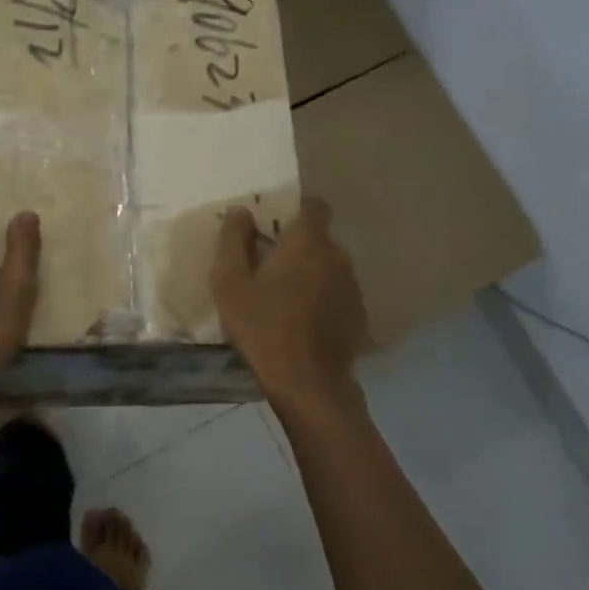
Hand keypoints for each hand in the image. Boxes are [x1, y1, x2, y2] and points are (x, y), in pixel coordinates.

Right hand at [211, 198, 367, 406]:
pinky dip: (323, 299)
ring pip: (329, 267)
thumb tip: (240, 211)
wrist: (307, 383)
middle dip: (297, 247)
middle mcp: (338, 256)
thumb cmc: (262, 328)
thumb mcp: (230, 283)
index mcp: (307, 243)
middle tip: (268, 269)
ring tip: (285, 299)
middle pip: (319, 239)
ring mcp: (352, 287)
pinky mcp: (358, 314)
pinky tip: (303, 322)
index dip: (295, 210)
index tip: (273, 227)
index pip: (314, 206)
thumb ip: (233, 240)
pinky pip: (337, 293)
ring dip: (311, 274)